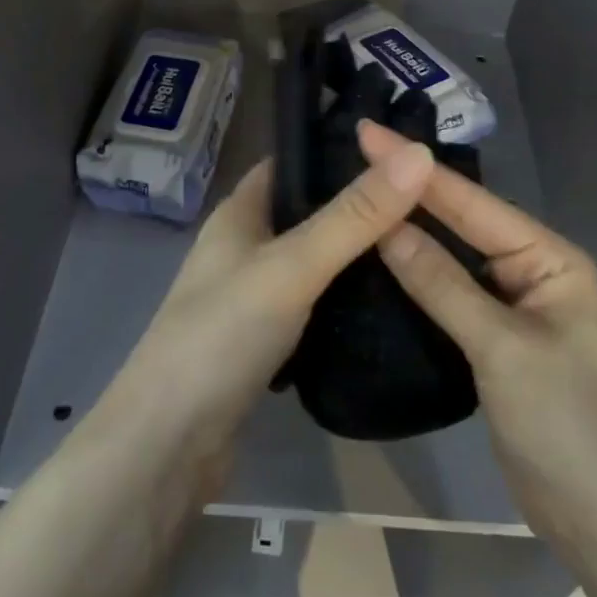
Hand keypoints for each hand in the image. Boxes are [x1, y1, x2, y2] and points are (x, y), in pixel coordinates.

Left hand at [103, 135, 436, 493]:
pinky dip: (346, 299)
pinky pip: (316, 305)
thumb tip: (419, 154)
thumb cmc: (222, 335)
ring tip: (423, 244)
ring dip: (357, 254)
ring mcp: (253, 297)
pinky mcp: (265, 343)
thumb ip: (355, 216)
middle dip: (361, 205)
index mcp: (240, 212)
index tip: (404, 148)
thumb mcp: (293, 266)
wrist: (167, 448)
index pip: (295, 161)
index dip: (342, 150)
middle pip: (310, 211)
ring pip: (316, 261)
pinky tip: (390, 303)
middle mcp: (245, 246)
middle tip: (429, 199)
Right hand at [359, 119, 596, 552]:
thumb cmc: (564, 424)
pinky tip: (383, 255)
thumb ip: (443, 285)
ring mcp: (513, 302)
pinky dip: (419, 272)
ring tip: (362, 192)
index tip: (369, 134)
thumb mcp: (502, 348)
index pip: (473, 204)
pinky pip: (451, 290)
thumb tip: (386, 227)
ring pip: (454, 255)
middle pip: (463, 222)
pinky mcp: (494, 335)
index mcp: (550, 257)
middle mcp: (532, 268)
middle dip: (413, 190)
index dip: (418, 170)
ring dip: (413, 229)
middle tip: (358, 152)